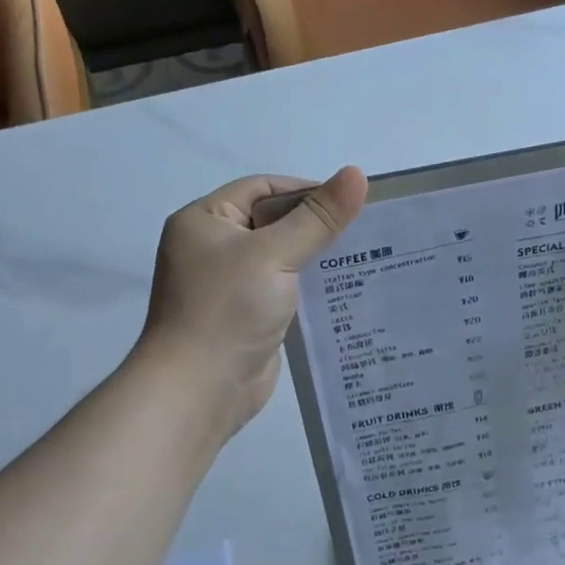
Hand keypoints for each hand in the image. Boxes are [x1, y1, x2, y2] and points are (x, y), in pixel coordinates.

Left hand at [139, 167, 368, 436]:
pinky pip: (284, 289)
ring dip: (317, 258)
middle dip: (316, 225)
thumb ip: (318, 218)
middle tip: (365, 231)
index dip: (306, 190)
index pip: (262, 188)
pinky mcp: (248, 315)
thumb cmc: (227, 310)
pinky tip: (346, 291)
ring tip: (364, 259)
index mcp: (205, 220)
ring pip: (282, 258)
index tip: (350, 202)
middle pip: (274, 222)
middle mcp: (213, 247)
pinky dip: (310, 288)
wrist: (199, 390)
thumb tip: (357, 174)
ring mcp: (230, 285)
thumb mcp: (274, 255)